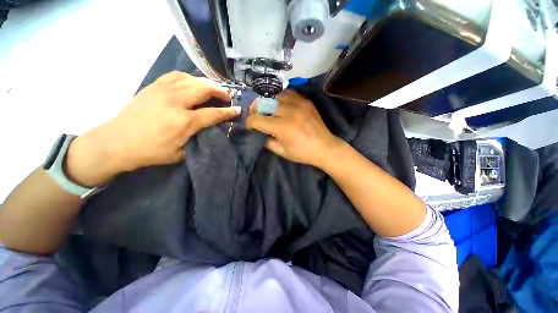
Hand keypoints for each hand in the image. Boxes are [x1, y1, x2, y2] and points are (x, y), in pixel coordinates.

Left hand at [65, 71, 239, 186]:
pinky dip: (189, 78)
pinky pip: (176, 76)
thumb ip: (198, 138)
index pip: (214, 113)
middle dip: (220, 92)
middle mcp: (176, 102)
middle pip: (205, 89)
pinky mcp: (154, 86)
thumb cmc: (151, 152)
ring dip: (207, 83)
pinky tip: (193, 83)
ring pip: (192, 79)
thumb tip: (210, 129)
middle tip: (227, 96)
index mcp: (184, 121)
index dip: (228, 112)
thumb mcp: (180, 153)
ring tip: (213, 89)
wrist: (116, 142)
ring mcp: (163, 91)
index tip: (238, 109)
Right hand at [246, 90, 341, 166]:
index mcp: (282, 127)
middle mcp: (288, 112)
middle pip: (263, 103)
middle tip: (257, 117)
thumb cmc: (302, 153)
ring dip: (269, 104)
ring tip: (270, 111)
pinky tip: (283, 106)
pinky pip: (289, 94)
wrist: (325, 147)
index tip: (251, 127)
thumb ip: (267, 141)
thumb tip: (259, 133)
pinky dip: (282, 99)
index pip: (256, 119)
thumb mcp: (282, 152)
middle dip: (256, 110)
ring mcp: (298, 104)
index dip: (250, 123)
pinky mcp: (306, 101)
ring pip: (275, 96)